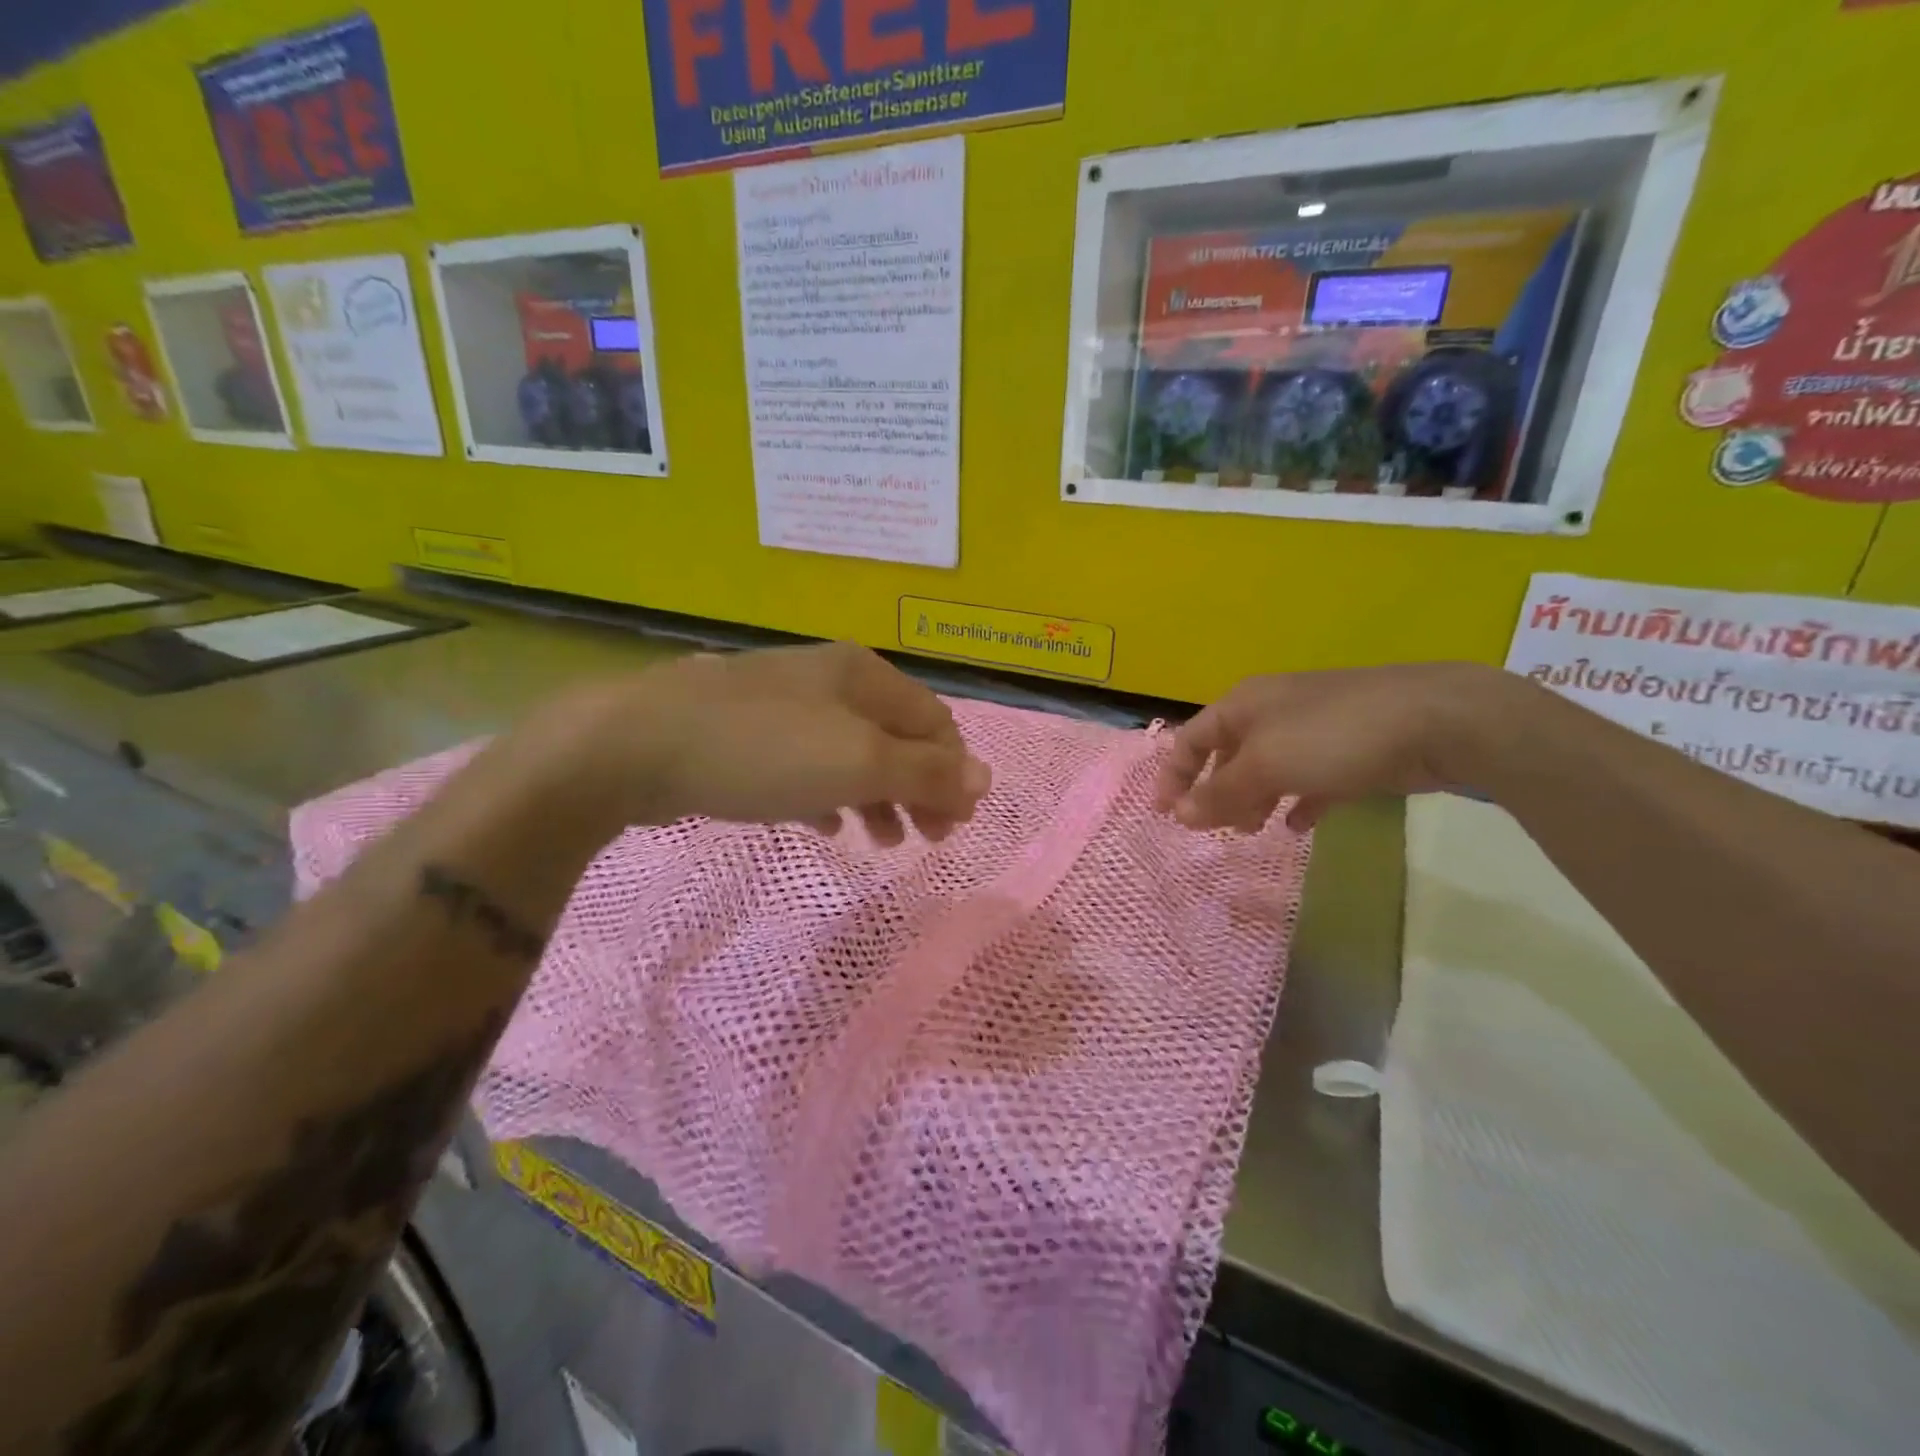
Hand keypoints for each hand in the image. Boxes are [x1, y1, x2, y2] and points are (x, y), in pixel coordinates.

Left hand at [553, 642, 990, 845]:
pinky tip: (826, 826)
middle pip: (896, 738)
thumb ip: (925, 772)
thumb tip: (985, 779)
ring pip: (852, 754)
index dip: (954, 772)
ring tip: (883, 841)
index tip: (957, 824)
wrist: (638, 744)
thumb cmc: (765, 750)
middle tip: (930, 839)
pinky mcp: (747, 736)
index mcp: (863, 675)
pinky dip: (829, 795)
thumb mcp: (858, 762)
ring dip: (878, 797)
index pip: (934, 721)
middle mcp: (829, 681)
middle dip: (920, 789)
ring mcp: (785, 706)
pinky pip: (807, 767)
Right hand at [1154, 663, 1503, 831]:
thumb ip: (1221, 792)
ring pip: (1267, 769)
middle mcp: (1272, 712)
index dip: (1174, 775)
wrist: (1435, 720)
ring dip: (1253, 800)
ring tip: (1252, 830)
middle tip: (1215, 829)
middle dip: (1215, 792)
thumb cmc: (1332, 737)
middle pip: (1228, 754)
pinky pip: (1309, 779)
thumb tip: (1181, 814)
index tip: (1166, 814)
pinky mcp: (1349, 751)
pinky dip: (1296, 802)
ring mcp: (1313, 729)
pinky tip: (1298, 825)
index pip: (1191, 738)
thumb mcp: (1266, 765)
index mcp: (1244, 705)